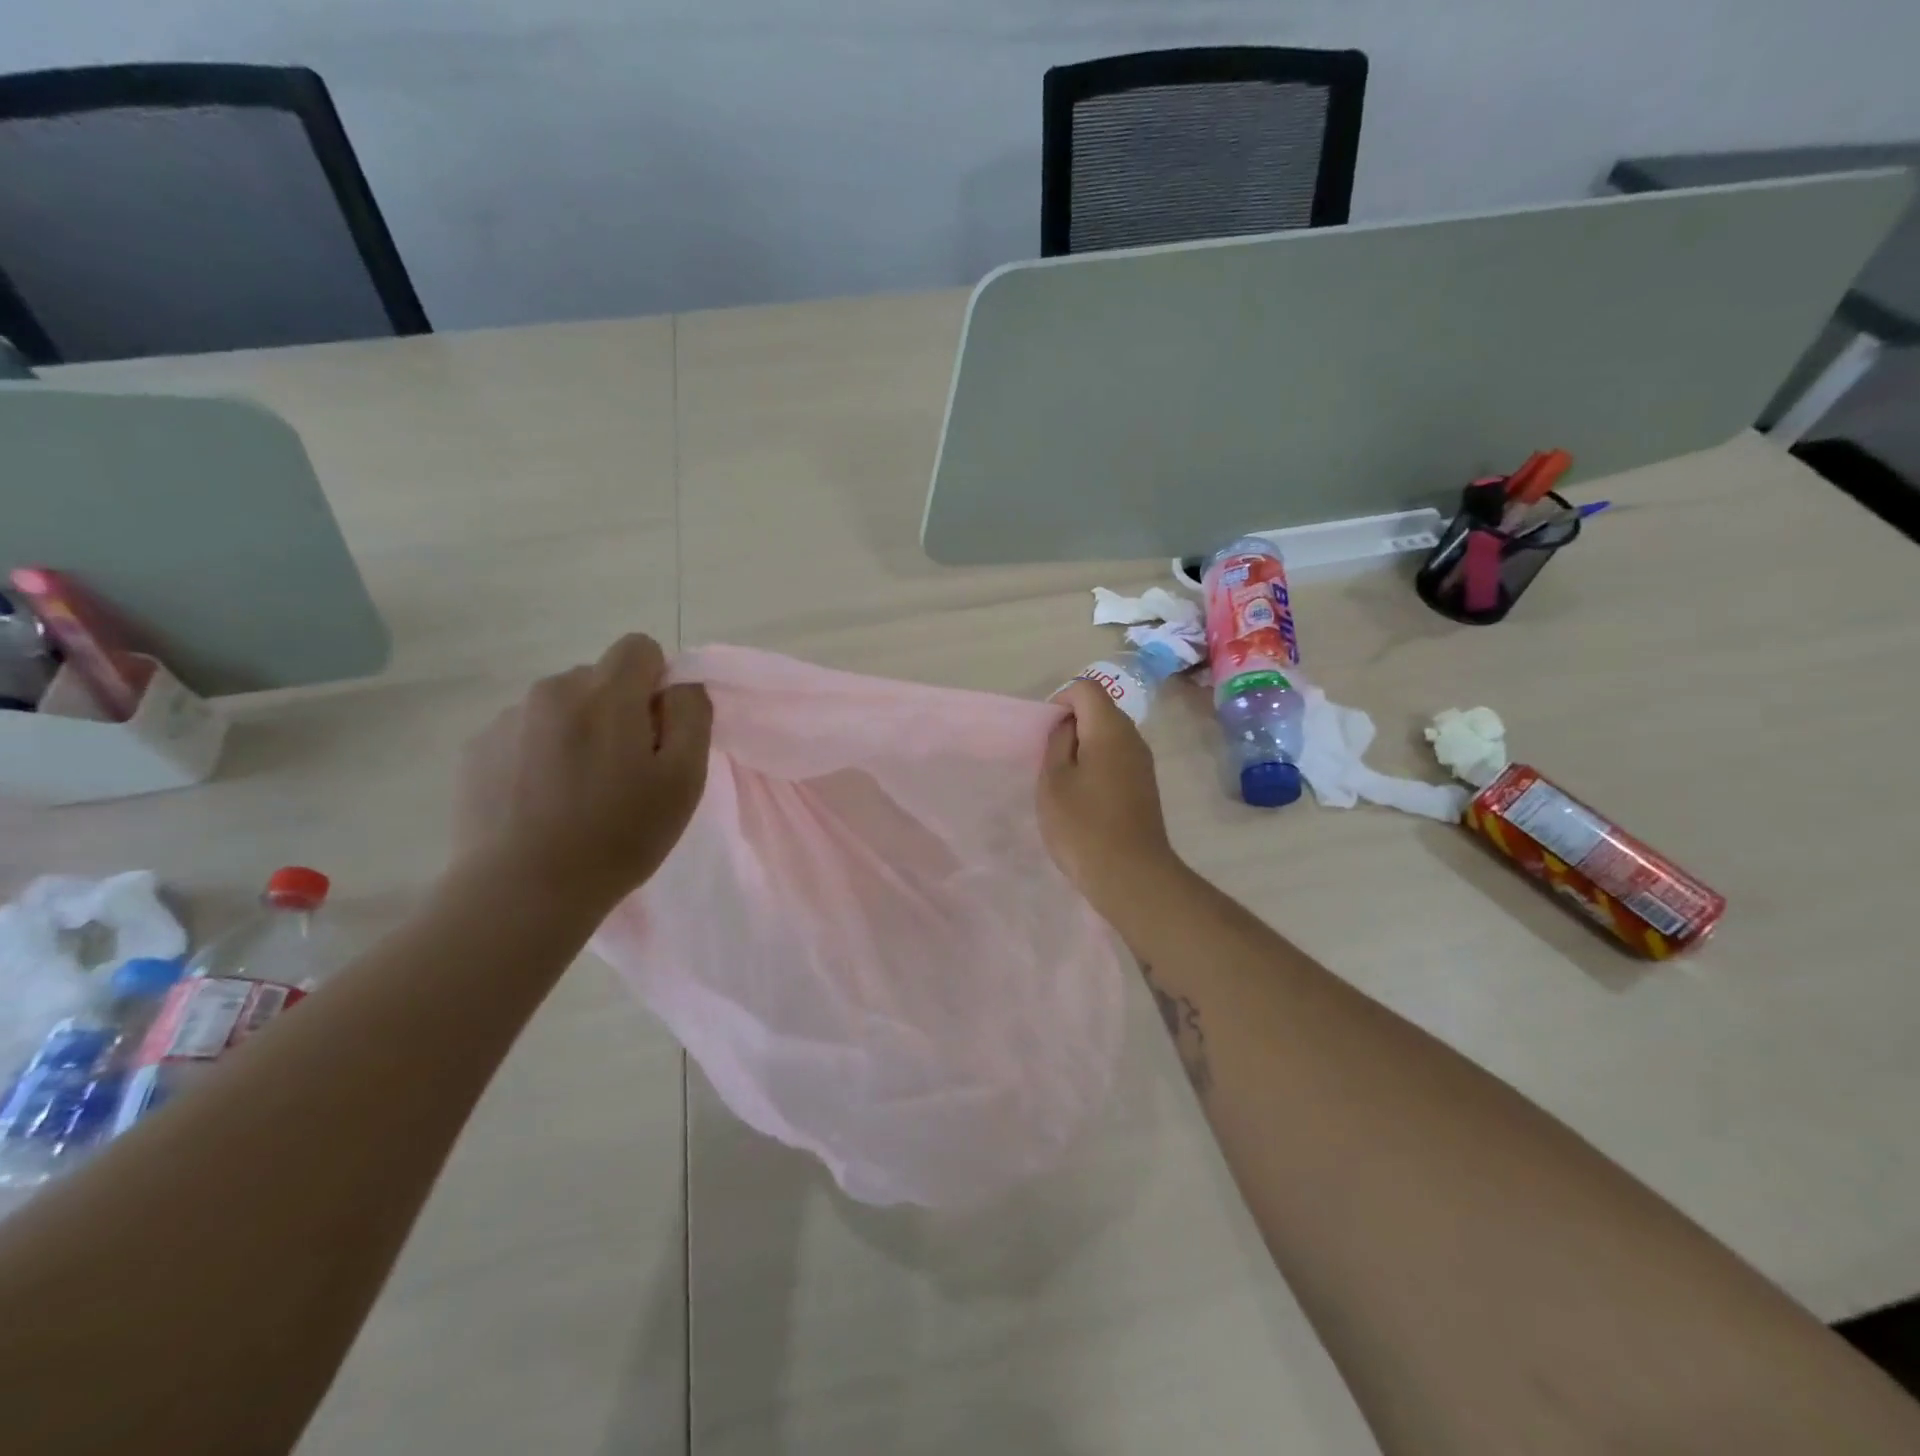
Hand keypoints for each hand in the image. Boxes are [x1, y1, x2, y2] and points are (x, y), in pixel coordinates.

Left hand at [456, 634, 712, 911]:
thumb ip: (692, 716)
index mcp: (604, 693)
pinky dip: (540, 755)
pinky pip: (525, 734)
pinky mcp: (475, 750)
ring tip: (578, 794)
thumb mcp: (684, 779)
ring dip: (578, 733)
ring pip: (560, 707)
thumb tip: (680, 686)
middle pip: (599, 679)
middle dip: (618, 711)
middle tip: (624, 772)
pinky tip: (541, 804)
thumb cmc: (618, 835)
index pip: (639, 648)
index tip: (657, 732)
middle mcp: (550, 690)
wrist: (522, 892)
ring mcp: (505, 720)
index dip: (658, 683)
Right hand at [1038, 679, 1182, 913]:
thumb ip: (1058, 743)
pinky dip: (1096, 766)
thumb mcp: (1054, 780)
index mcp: (1110, 729)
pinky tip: (1082, 797)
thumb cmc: (1083, 824)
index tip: (1046, 732)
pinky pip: (1117, 759)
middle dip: (1071, 725)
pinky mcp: (1144, 786)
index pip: (1087, 688)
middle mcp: (1133, 738)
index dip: (1061, 700)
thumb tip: (1068, 727)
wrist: (1131, 874)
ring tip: (1062, 780)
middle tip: (1049, 757)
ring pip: (1109, 737)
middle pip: (1101, 710)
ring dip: (1083, 748)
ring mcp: (1142, 763)